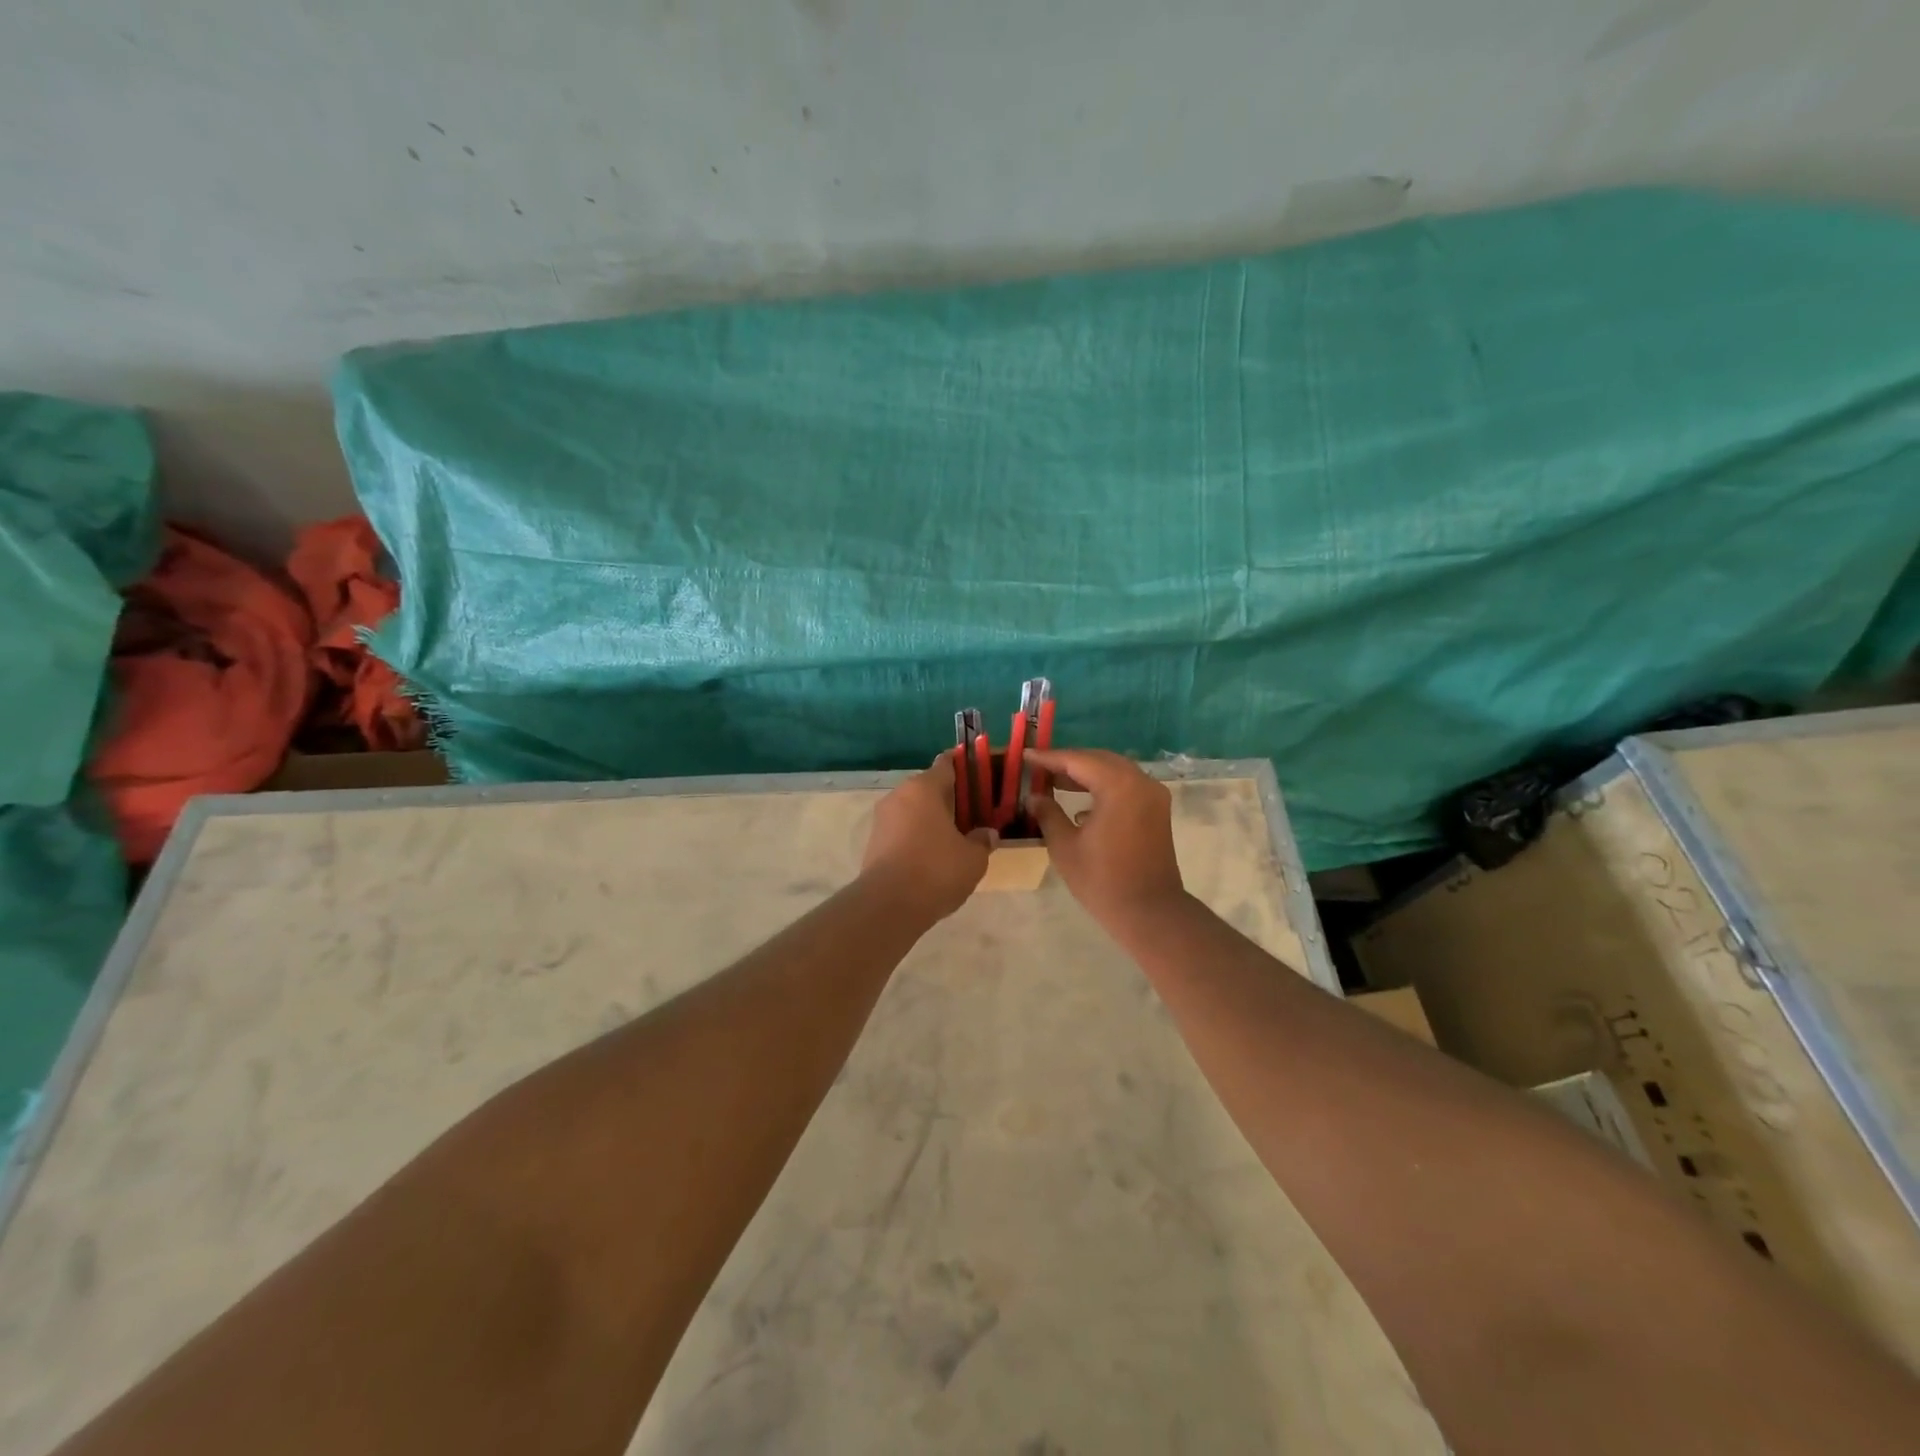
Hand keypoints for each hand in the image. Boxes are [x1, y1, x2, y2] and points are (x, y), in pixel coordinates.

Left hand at [861, 759, 995, 920]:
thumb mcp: (973, 858)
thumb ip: (982, 840)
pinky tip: (934, 855)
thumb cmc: (936, 870)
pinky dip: (918, 836)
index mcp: (924, 788)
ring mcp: (882, 819)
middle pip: (929, 788)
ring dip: (932, 819)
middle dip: (950, 798)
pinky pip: (903, 830)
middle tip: (973, 812)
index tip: (979, 772)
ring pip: (914, 810)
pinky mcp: (874, 842)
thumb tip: (987, 834)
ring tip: (956, 837)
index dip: (964, 766)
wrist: (888, 905)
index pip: (947, 764)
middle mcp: (899, 795)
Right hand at [1025, 749, 1184, 929]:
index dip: (1049, 758)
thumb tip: (1034, 797)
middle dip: (1069, 762)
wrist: (1150, 912)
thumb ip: (1048, 814)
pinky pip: (1126, 786)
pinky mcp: (1157, 810)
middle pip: (1099, 760)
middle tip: (1039, 767)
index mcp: (1118, 786)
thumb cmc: (1103, 880)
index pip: (1078, 761)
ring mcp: (1153, 796)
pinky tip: (1081, 805)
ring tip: (1055, 782)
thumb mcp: (1065, 846)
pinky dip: (1103, 787)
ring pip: (1114, 771)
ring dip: (1086, 774)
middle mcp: (1140, 782)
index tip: (1026, 756)